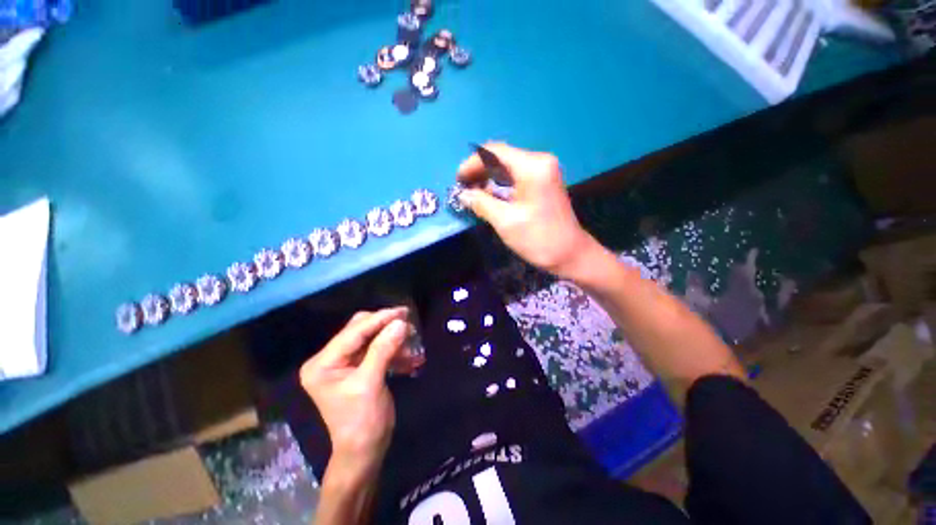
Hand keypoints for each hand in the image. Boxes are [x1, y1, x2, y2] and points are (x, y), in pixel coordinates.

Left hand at [299, 307, 418, 480]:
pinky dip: (394, 352)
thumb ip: (384, 349)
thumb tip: (400, 322)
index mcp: (323, 363)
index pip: (353, 332)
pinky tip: (410, 358)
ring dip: (393, 340)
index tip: (403, 311)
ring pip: (371, 339)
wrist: (365, 451)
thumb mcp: (371, 383)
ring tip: (413, 341)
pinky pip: (377, 351)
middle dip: (386, 327)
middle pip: (361, 331)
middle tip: (409, 323)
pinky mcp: (358, 368)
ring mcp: (344, 363)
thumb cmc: (362, 421)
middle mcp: (330, 359)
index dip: (379, 319)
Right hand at [457, 143, 600, 279]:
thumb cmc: (538, 238)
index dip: (472, 164)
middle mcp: (539, 161)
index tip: (458, 181)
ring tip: (473, 192)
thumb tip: (463, 195)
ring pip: (507, 166)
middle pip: (501, 156)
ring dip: (488, 177)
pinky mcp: (544, 181)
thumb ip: (481, 203)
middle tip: (463, 188)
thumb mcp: (505, 221)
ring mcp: (544, 170)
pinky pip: (516, 175)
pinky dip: (500, 183)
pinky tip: (490, 194)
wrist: (570, 254)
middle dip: (479, 170)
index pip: (494, 152)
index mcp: (532, 167)